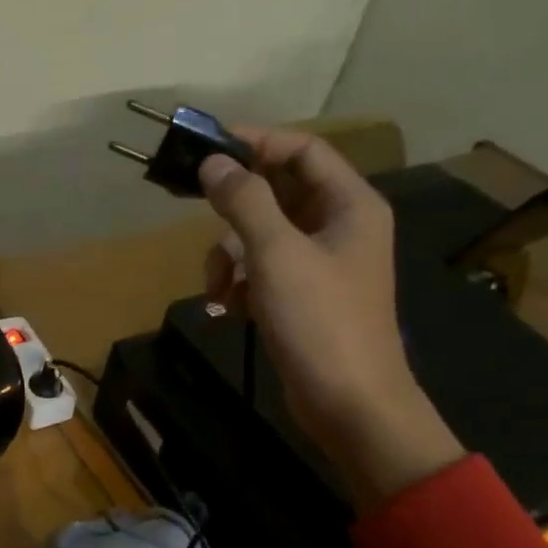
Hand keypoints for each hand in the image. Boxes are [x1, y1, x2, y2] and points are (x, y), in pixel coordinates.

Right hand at [199, 128, 462, 507]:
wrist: (350, 405)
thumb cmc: (320, 321)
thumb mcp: (276, 254)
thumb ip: (244, 201)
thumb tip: (214, 162)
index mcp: (350, 205)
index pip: (303, 150)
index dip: (257, 142)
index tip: (208, 147)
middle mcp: (340, 226)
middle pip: (278, 193)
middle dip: (236, 210)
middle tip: (197, 210)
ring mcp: (322, 265)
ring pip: (263, 235)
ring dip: (231, 256)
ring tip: (217, 288)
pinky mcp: (304, 298)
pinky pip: (264, 271)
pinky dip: (241, 284)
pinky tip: (228, 309)